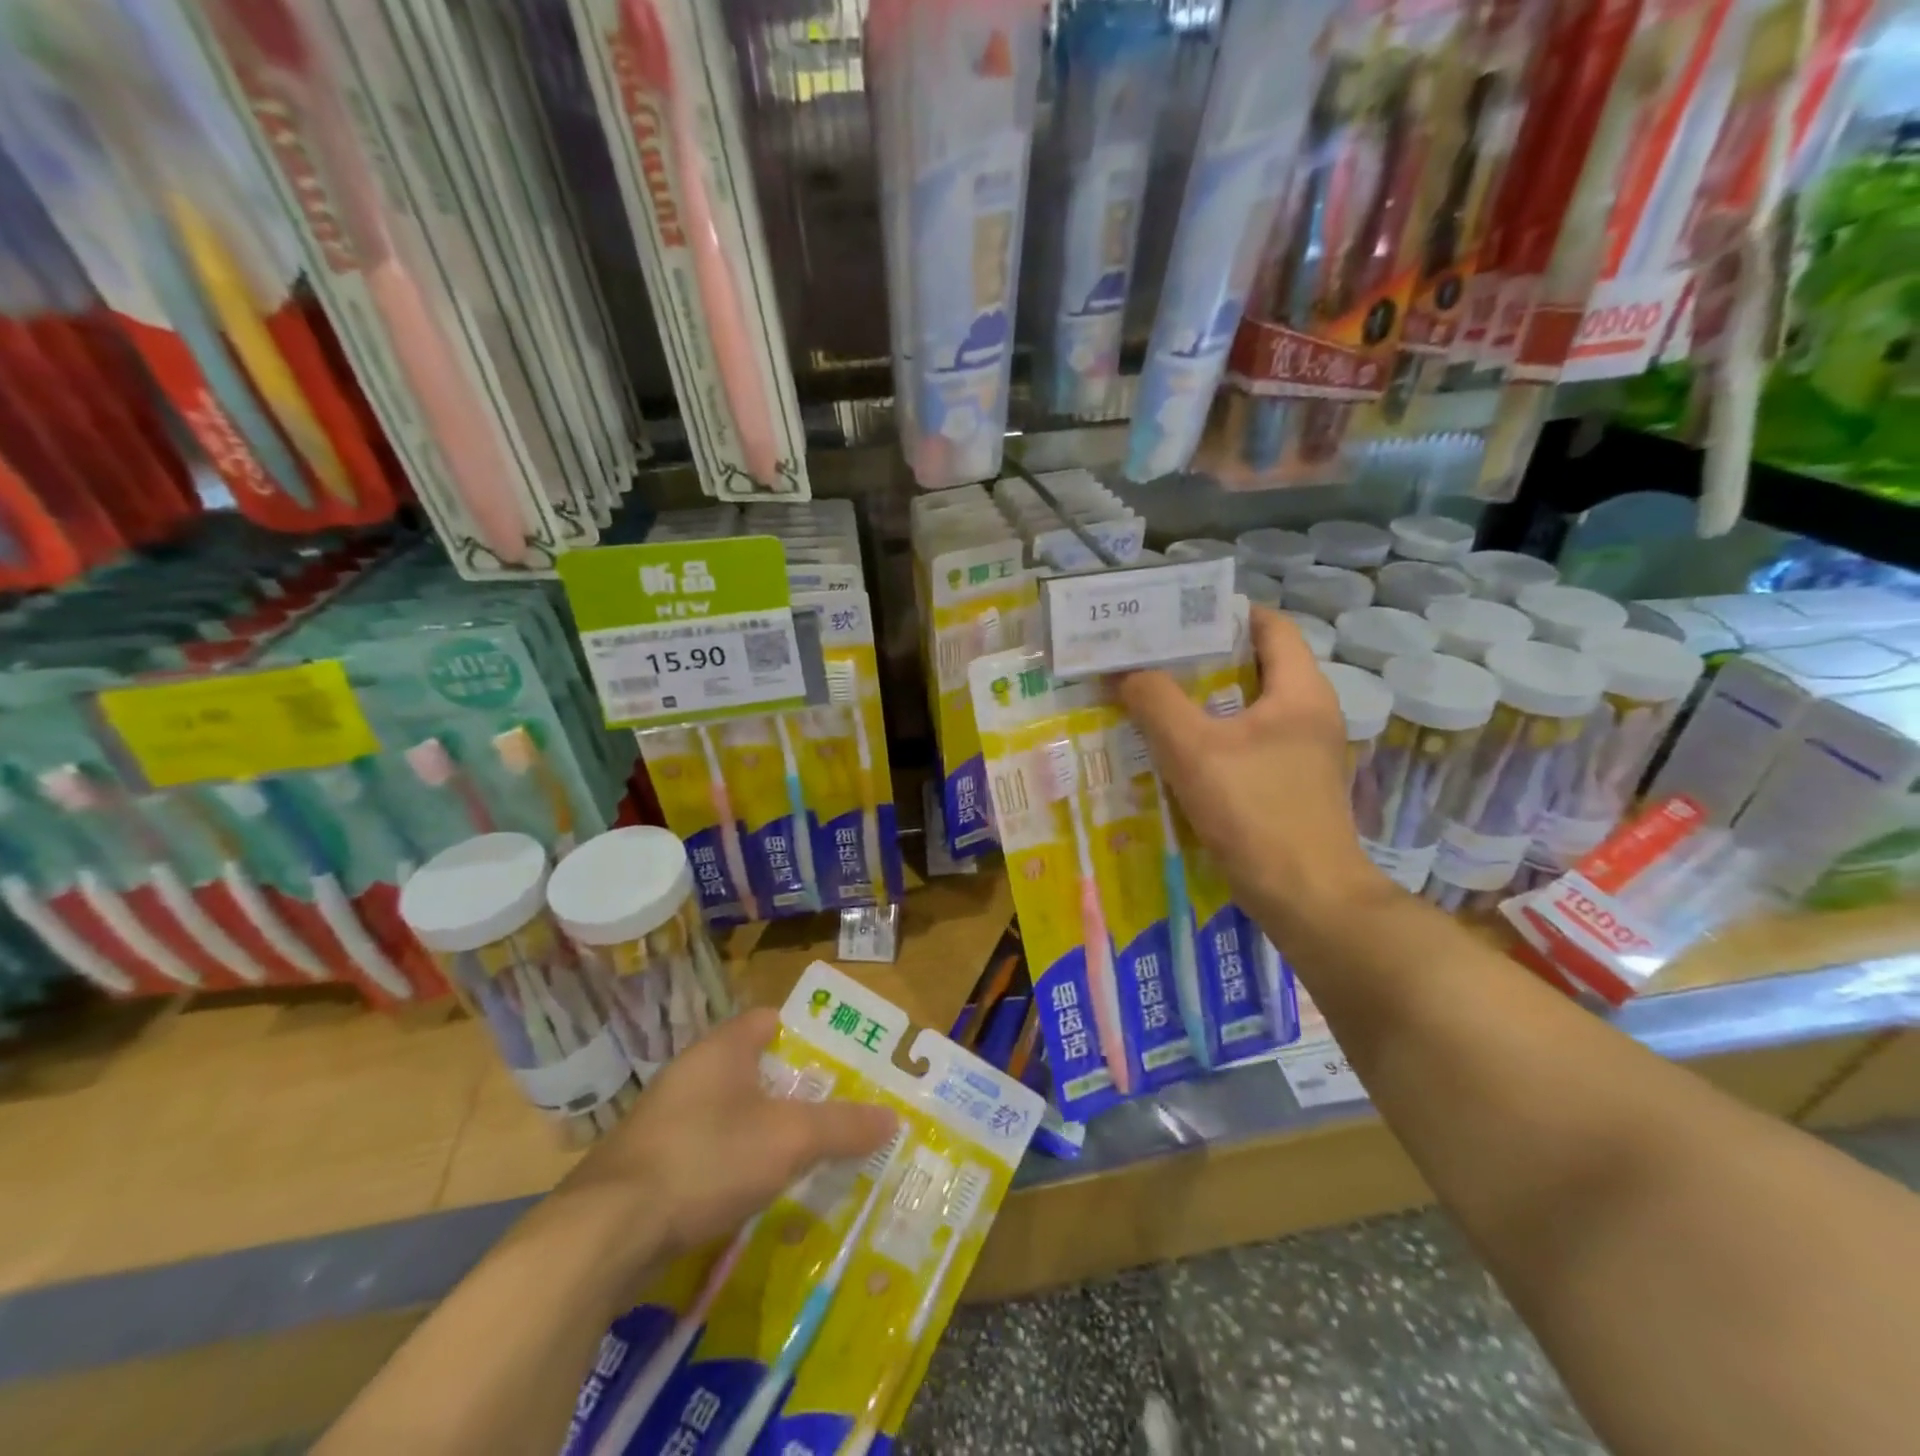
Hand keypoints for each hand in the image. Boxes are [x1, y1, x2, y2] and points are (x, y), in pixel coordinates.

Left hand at [548, 1008, 896, 1280]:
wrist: (605, 1234)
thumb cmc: (707, 1160)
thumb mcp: (788, 1140)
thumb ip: (842, 1127)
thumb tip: (892, 1118)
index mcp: (722, 1049)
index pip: (771, 1020)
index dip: (808, 1035)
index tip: (842, 1062)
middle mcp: (691, 1074)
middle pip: (755, 1069)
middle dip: (795, 1091)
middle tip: (836, 1114)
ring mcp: (665, 1120)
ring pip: (731, 1113)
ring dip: (765, 1131)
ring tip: (806, 1157)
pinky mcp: (649, 1165)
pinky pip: (707, 1151)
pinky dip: (734, 1164)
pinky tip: (755, 1195)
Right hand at [1118, 605, 1389, 931]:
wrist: (1308, 899)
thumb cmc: (1256, 812)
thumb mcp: (1193, 750)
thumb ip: (1155, 702)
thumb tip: (1122, 672)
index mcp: (1301, 691)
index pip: (1270, 625)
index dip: (1223, 613)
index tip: (1173, 617)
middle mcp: (1311, 713)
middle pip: (1255, 666)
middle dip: (1201, 659)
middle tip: (1149, 659)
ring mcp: (1305, 754)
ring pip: (1248, 709)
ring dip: (1203, 703)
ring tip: (1153, 700)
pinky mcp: (1292, 787)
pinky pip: (1249, 745)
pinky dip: (1214, 739)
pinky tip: (1176, 754)